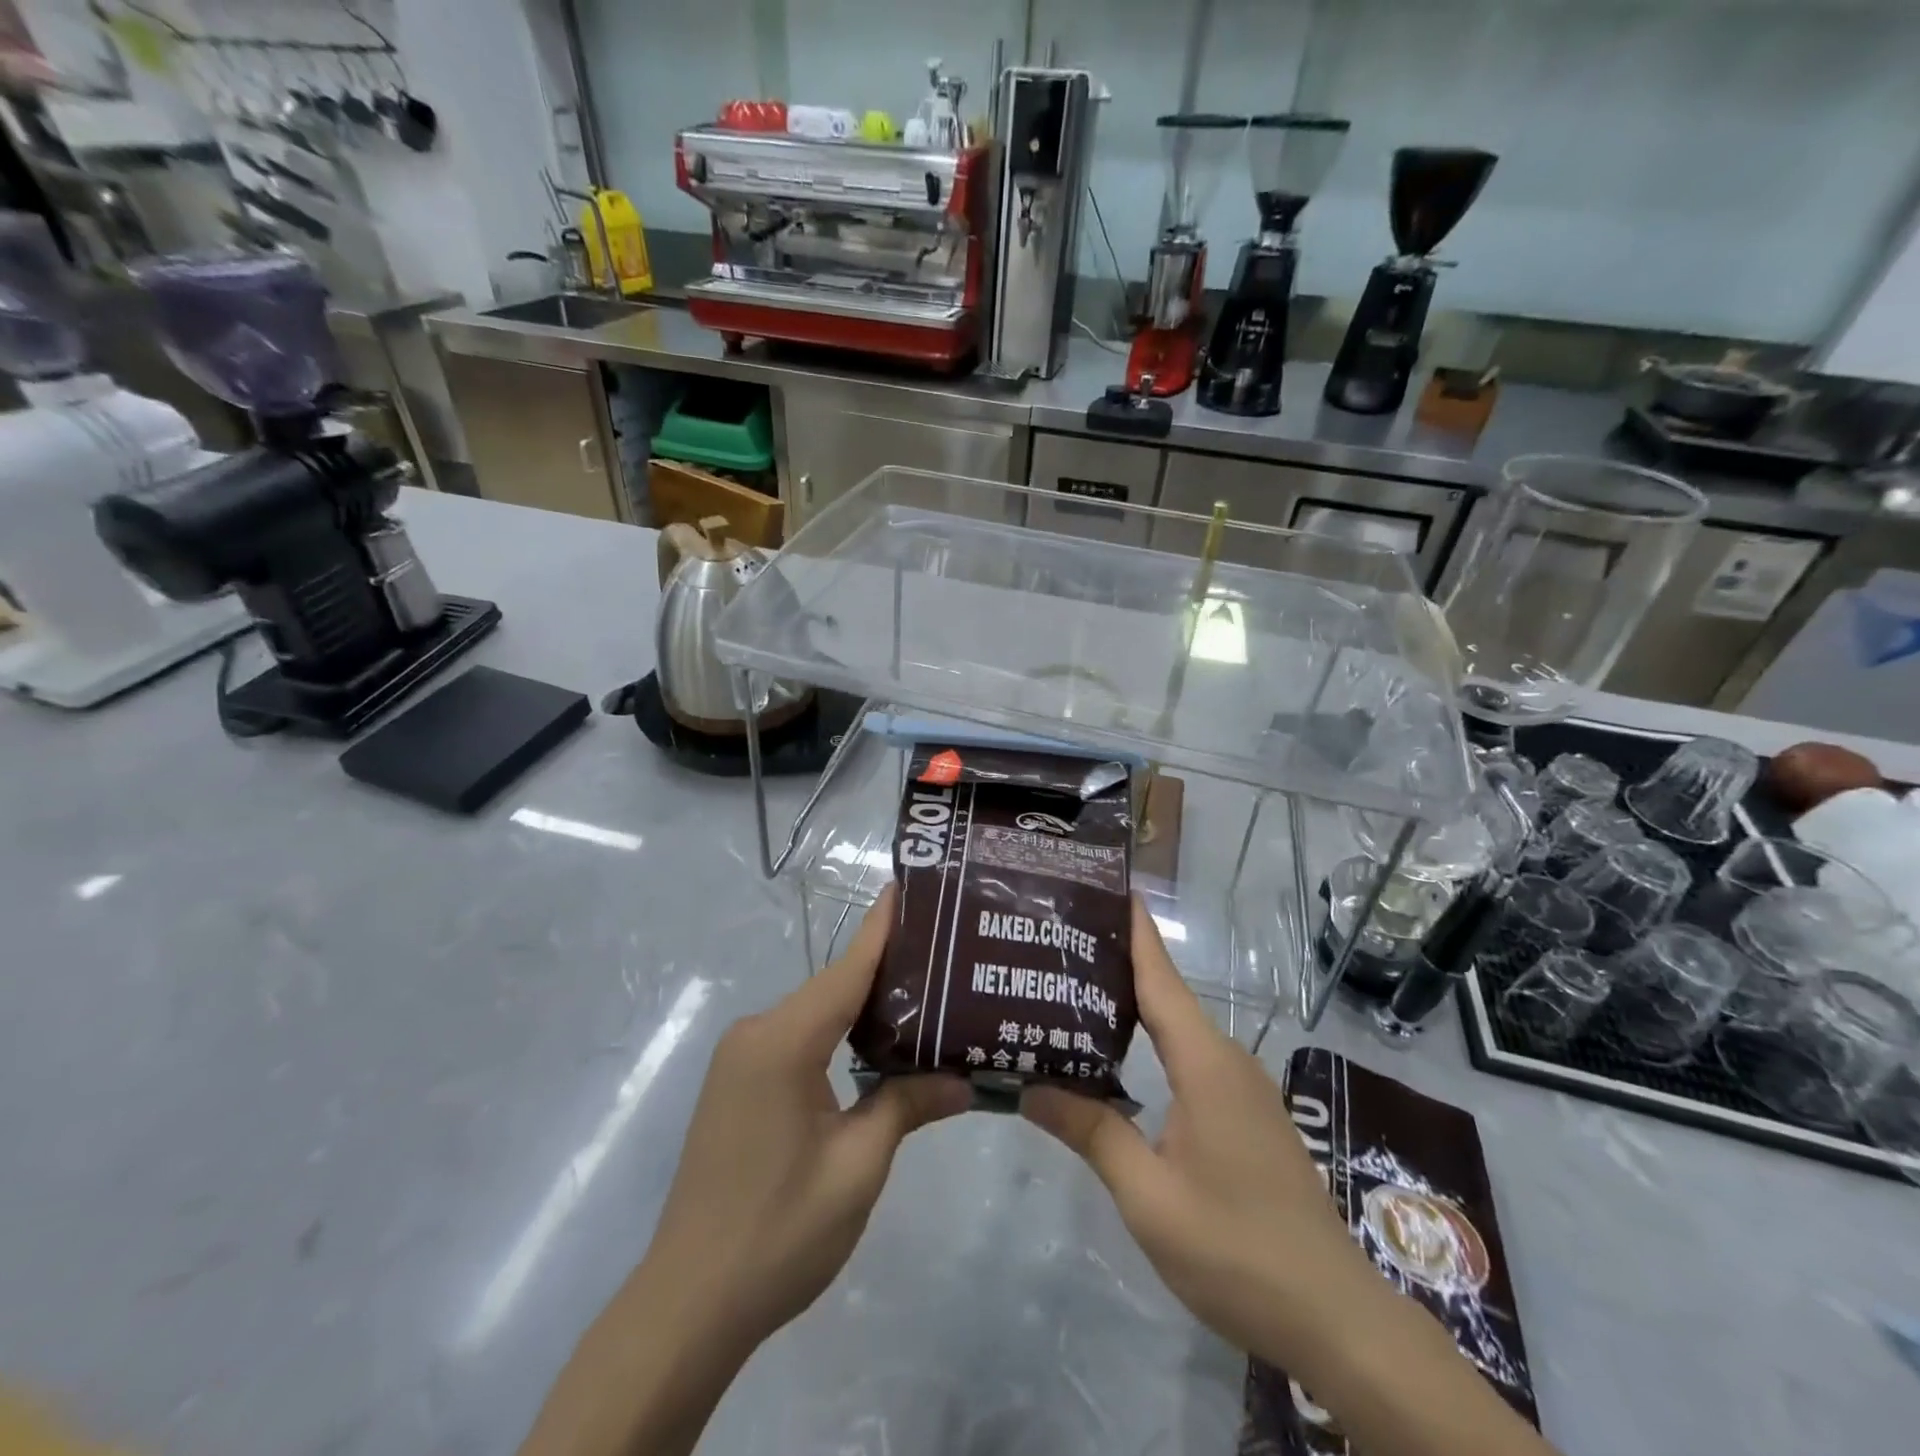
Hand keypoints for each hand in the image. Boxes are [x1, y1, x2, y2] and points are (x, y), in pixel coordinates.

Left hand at [644, 882, 969, 1349]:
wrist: (688, 1305)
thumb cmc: (779, 1233)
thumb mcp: (858, 1168)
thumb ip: (907, 1106)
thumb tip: (966, 1080)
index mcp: (783, 1042)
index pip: (847, 970)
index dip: (883, 928)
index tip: (912, 885)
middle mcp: (756, 1033)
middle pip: (833, 987)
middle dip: (887, 969)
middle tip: (947, 953)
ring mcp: (741, 1057)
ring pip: (816, 1013)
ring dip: (864, 1005)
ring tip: (925, 993)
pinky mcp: (738, 1082)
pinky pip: (798, 1037)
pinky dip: (838, 1032)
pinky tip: (876, 1042)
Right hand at [1023, 899, 1558, 1455]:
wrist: (1334, 1316)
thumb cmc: (1236, 1248)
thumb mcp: (1148, 1195)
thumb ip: (1091, 1131)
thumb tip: (1028, 1086)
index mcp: (1204, 1063)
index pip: (1161, 978)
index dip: (1136, 930)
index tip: (1108, 887)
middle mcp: (1227, 1060)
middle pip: (1166, 995)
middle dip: (1118, 963)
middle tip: (1061, 945)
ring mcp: (1241, 1088)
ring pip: (1178, 1029)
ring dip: (1133, 1006)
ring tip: (1075, 993)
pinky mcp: (1246, 1115)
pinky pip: (1190, 1058)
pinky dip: (1151, 1042)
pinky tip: (1118, 1058)